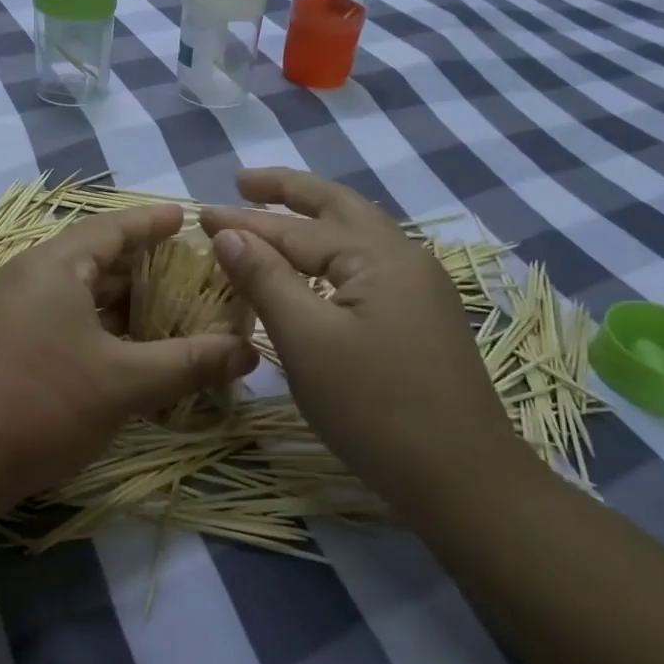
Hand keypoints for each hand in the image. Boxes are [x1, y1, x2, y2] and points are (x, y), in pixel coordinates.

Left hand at [0, 205, 258, 503]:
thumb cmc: (44, 404)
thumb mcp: (126, 383)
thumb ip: (189, 362)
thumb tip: (248, 352)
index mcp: (53, 265)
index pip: (111, 228)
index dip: (151, 222)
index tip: (184, 217)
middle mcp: (26, 275)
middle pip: (92, 256)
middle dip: (139, 263)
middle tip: (185, 270)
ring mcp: (8, 308)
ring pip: (74, 289)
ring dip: (116, 297)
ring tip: (161, 308)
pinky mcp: (1, 339)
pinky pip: (57, 313)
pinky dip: (93, 320)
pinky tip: (119, 346)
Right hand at [199, 168, 521, 504]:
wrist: (464, 482)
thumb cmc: (375, 407)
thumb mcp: (307, 340)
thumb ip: (265, 278)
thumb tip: (227, 231)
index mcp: (379, 255)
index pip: (295, 229)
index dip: (243, 222)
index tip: (198, 214)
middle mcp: (405, 258)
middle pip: (338, 207)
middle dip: (288, 191)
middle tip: (243, 181)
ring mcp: (419, 288)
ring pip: (354, 236)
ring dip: (310, 219)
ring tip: (271, 212)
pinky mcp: (420, 318)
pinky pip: (364, 266)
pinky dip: (328, 253)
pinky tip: (312, 266)